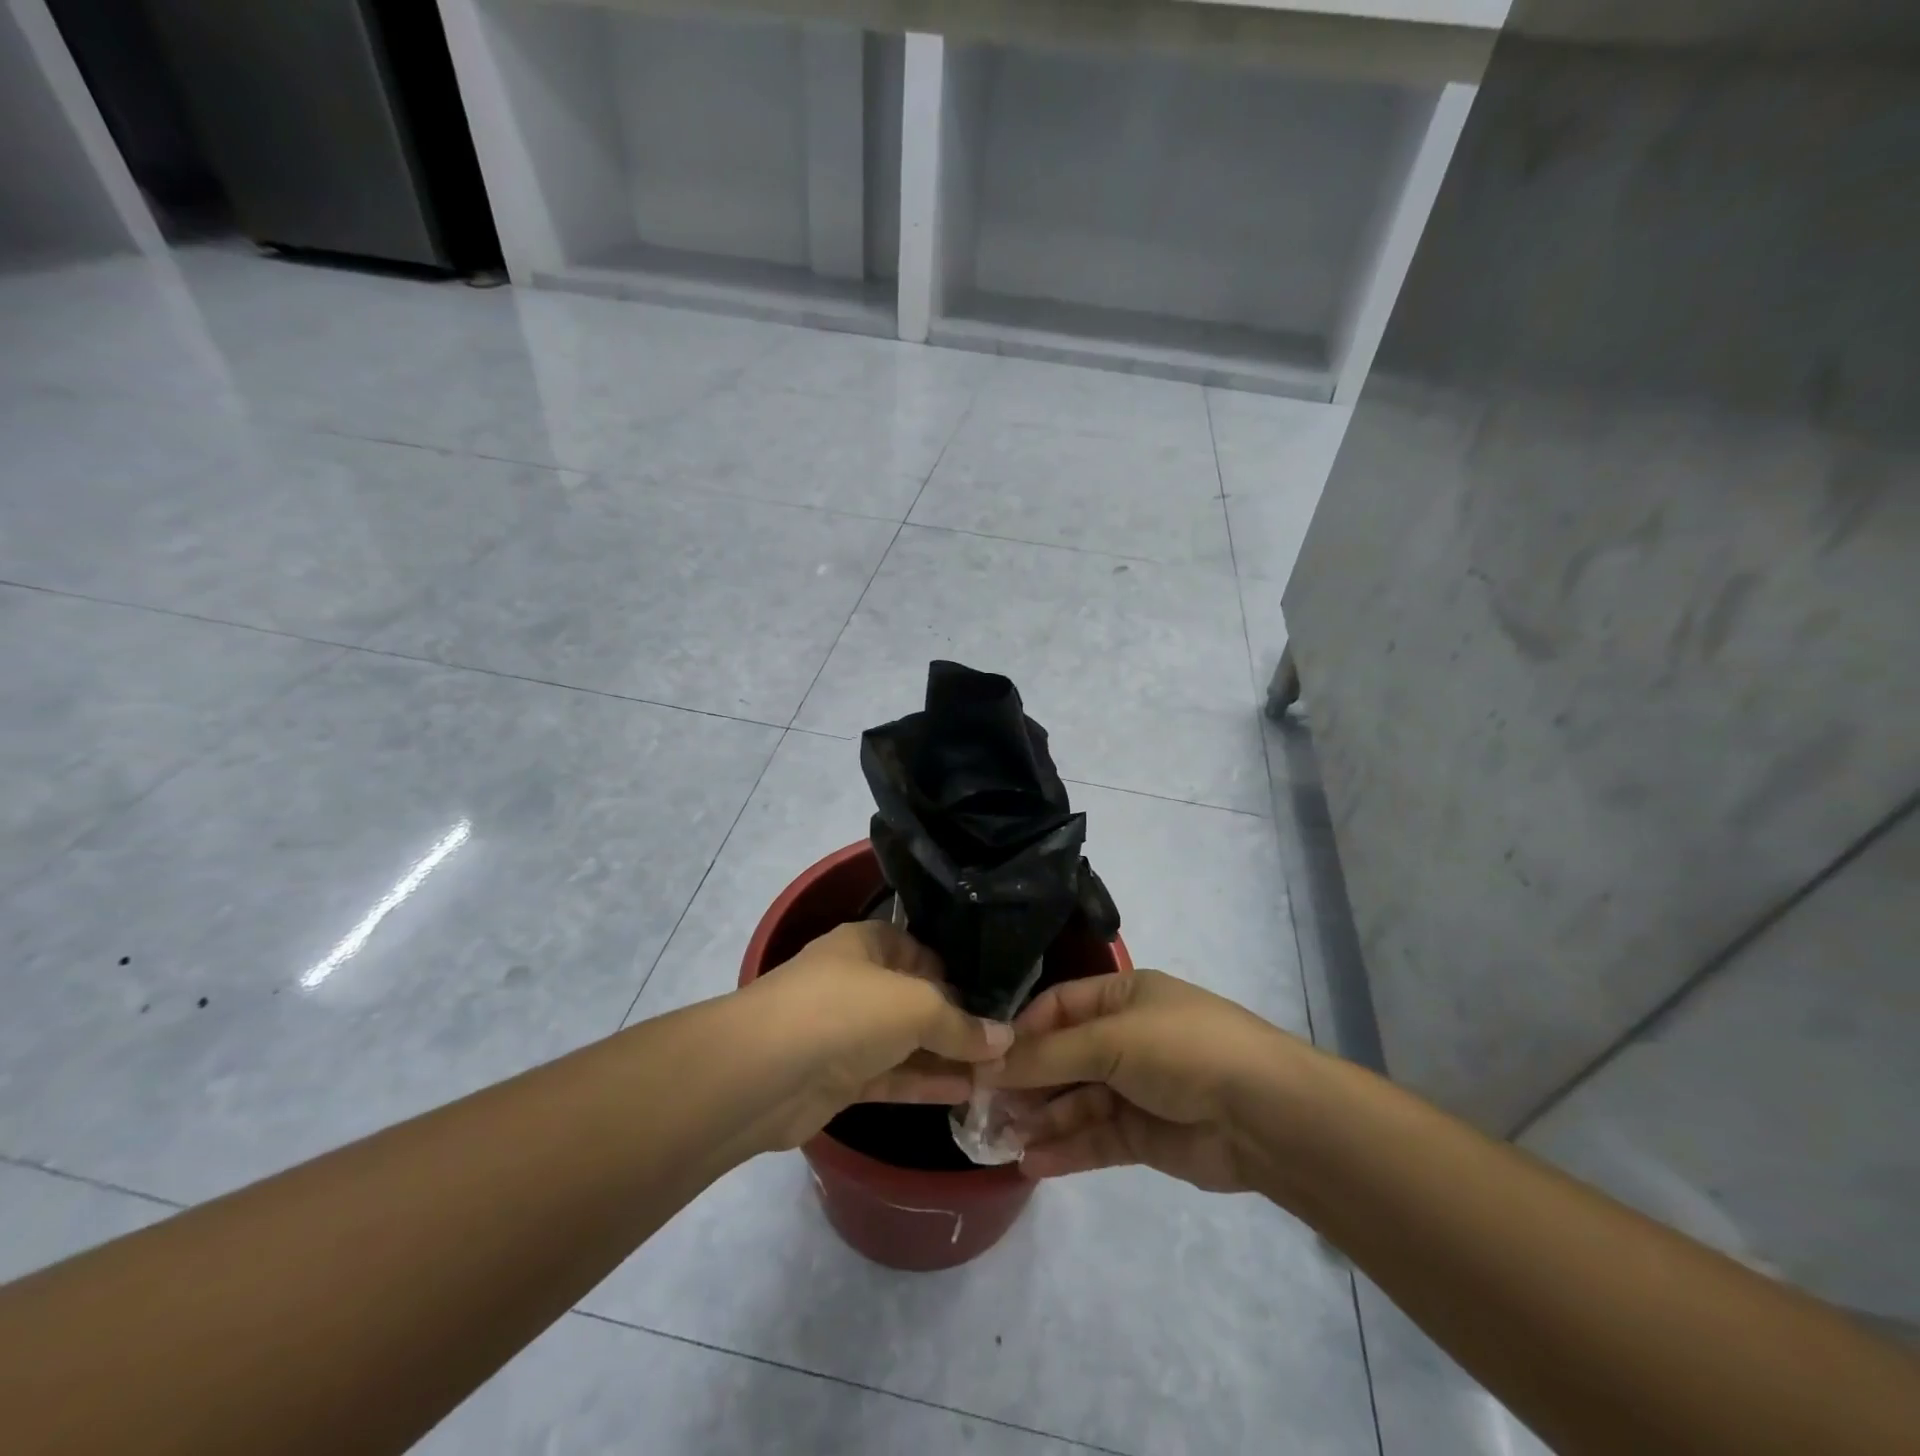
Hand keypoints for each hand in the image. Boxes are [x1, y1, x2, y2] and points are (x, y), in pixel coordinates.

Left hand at [743, 921, 1012, 1149]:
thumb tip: (1004, 1039)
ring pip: (906, 1041)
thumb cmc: (845, 1011)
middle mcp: (856, 982)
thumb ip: (961, 1024)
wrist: (762, 1073)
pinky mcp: (839, 1078)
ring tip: (998, 1072)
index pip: (922, 950)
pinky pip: (892, 1076)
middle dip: (958, 1019)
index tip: (998, 995)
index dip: (958, 970)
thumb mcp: (915, 1006)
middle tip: (1008, 1041)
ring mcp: (845, 1032)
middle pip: (916, 998)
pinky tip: (966, 1092)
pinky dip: (925, 1082)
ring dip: (946, 1056)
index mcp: (867, 944)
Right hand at [983, 969, 1310, 1192]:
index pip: (1059, 1007)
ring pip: (1075, 1101)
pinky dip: (1065, 1149)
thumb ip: (1049, 1055)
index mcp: (1123, 997)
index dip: (1022, 1031)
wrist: (1266, 1115)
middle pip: (1062, 1057)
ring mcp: (1136, 1088)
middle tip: (982, 1107)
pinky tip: (1032, 1163)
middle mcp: (1126, 1037)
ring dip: (1041, 1118)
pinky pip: (1095, 1138)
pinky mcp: (1145, 1135)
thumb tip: (989, 1062)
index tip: (985, 1058)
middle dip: (1026, 1081)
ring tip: (1000, 1138)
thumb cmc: (1182, 1050)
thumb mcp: (1111, 1039)